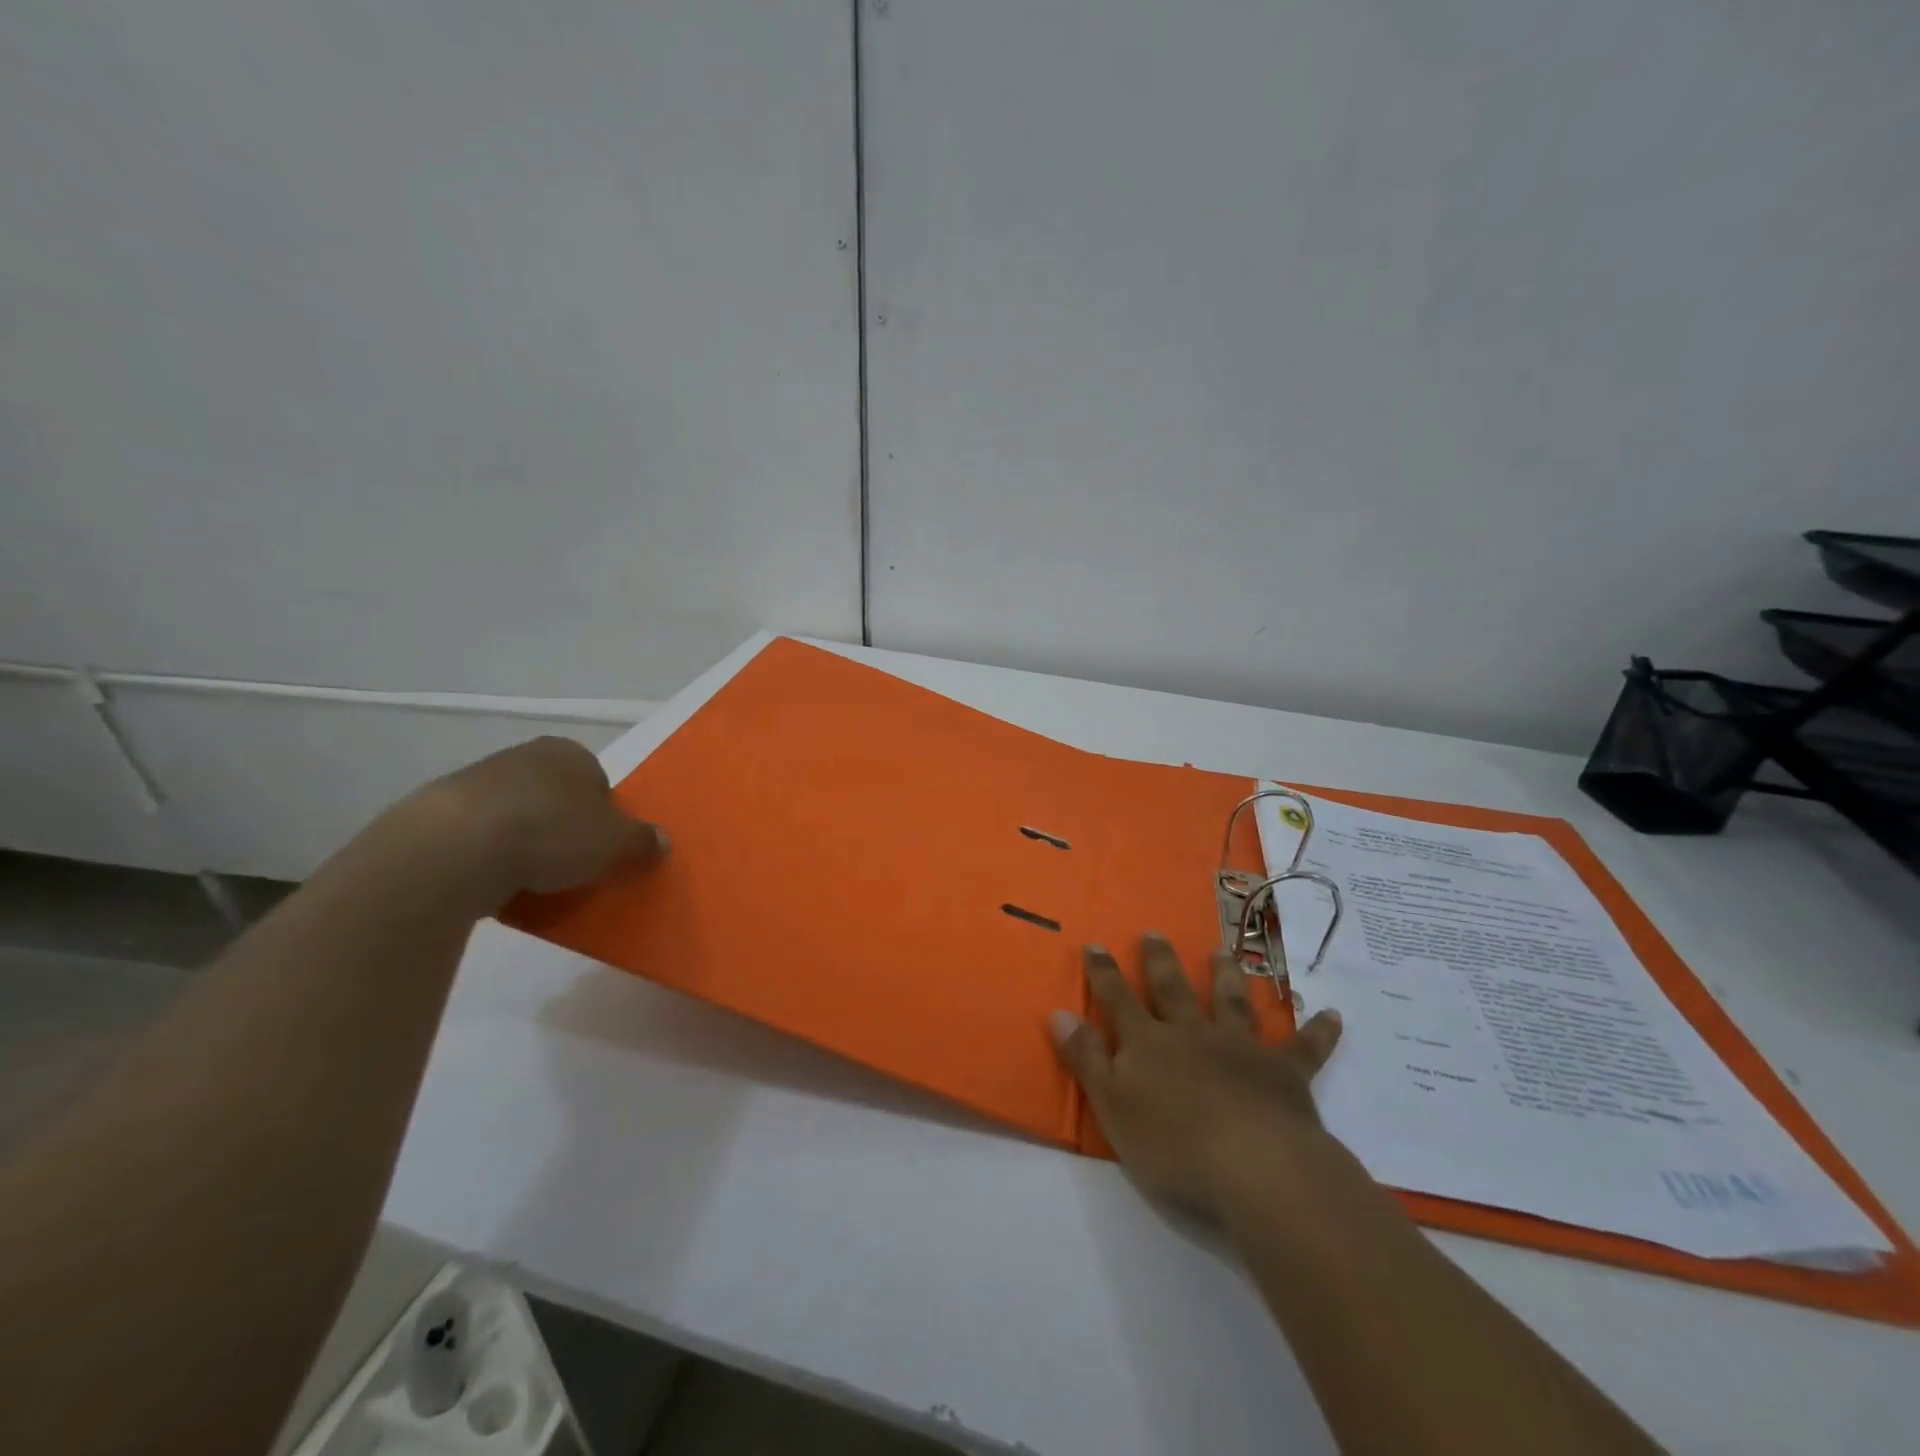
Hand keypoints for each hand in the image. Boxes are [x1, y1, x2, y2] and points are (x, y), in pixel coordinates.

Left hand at [403, 736, 668, 906]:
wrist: (453, 850)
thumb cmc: (551, 833)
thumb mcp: (617, 843)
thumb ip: (643, 841)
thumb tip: (661, 841)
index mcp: (569, 752)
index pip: (598, 781)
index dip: (606, 816)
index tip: (604, 848)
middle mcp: (523, 757)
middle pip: (557, 798)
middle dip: (565, 829)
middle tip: (573, 867)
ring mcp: (475, 783)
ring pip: (517, 818)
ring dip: (525, 846)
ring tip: (533, 883)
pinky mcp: (435, 815)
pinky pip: (479, 841)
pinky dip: (489, 861)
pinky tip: (495, 887)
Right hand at [1050, 935, 1342, 1220]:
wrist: (1252, 1166)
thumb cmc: (1171, 1144)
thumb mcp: (1112, 1106)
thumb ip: (1086, 1058)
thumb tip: (1058, 1012)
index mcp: (1149, 1043)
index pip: (1117, 999)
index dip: (1104, 972)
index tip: (1096, 944)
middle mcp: (1192, 1033)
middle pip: (1173, 989)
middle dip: (1160, 961)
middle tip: (1155, 932)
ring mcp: (1241, 1048)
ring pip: (1231, 1003)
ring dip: (1226, 976)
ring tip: (1222, 950)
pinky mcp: (1284, 1073)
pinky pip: (1304, 1048)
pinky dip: (1318, 1032)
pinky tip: (1331, 1015)